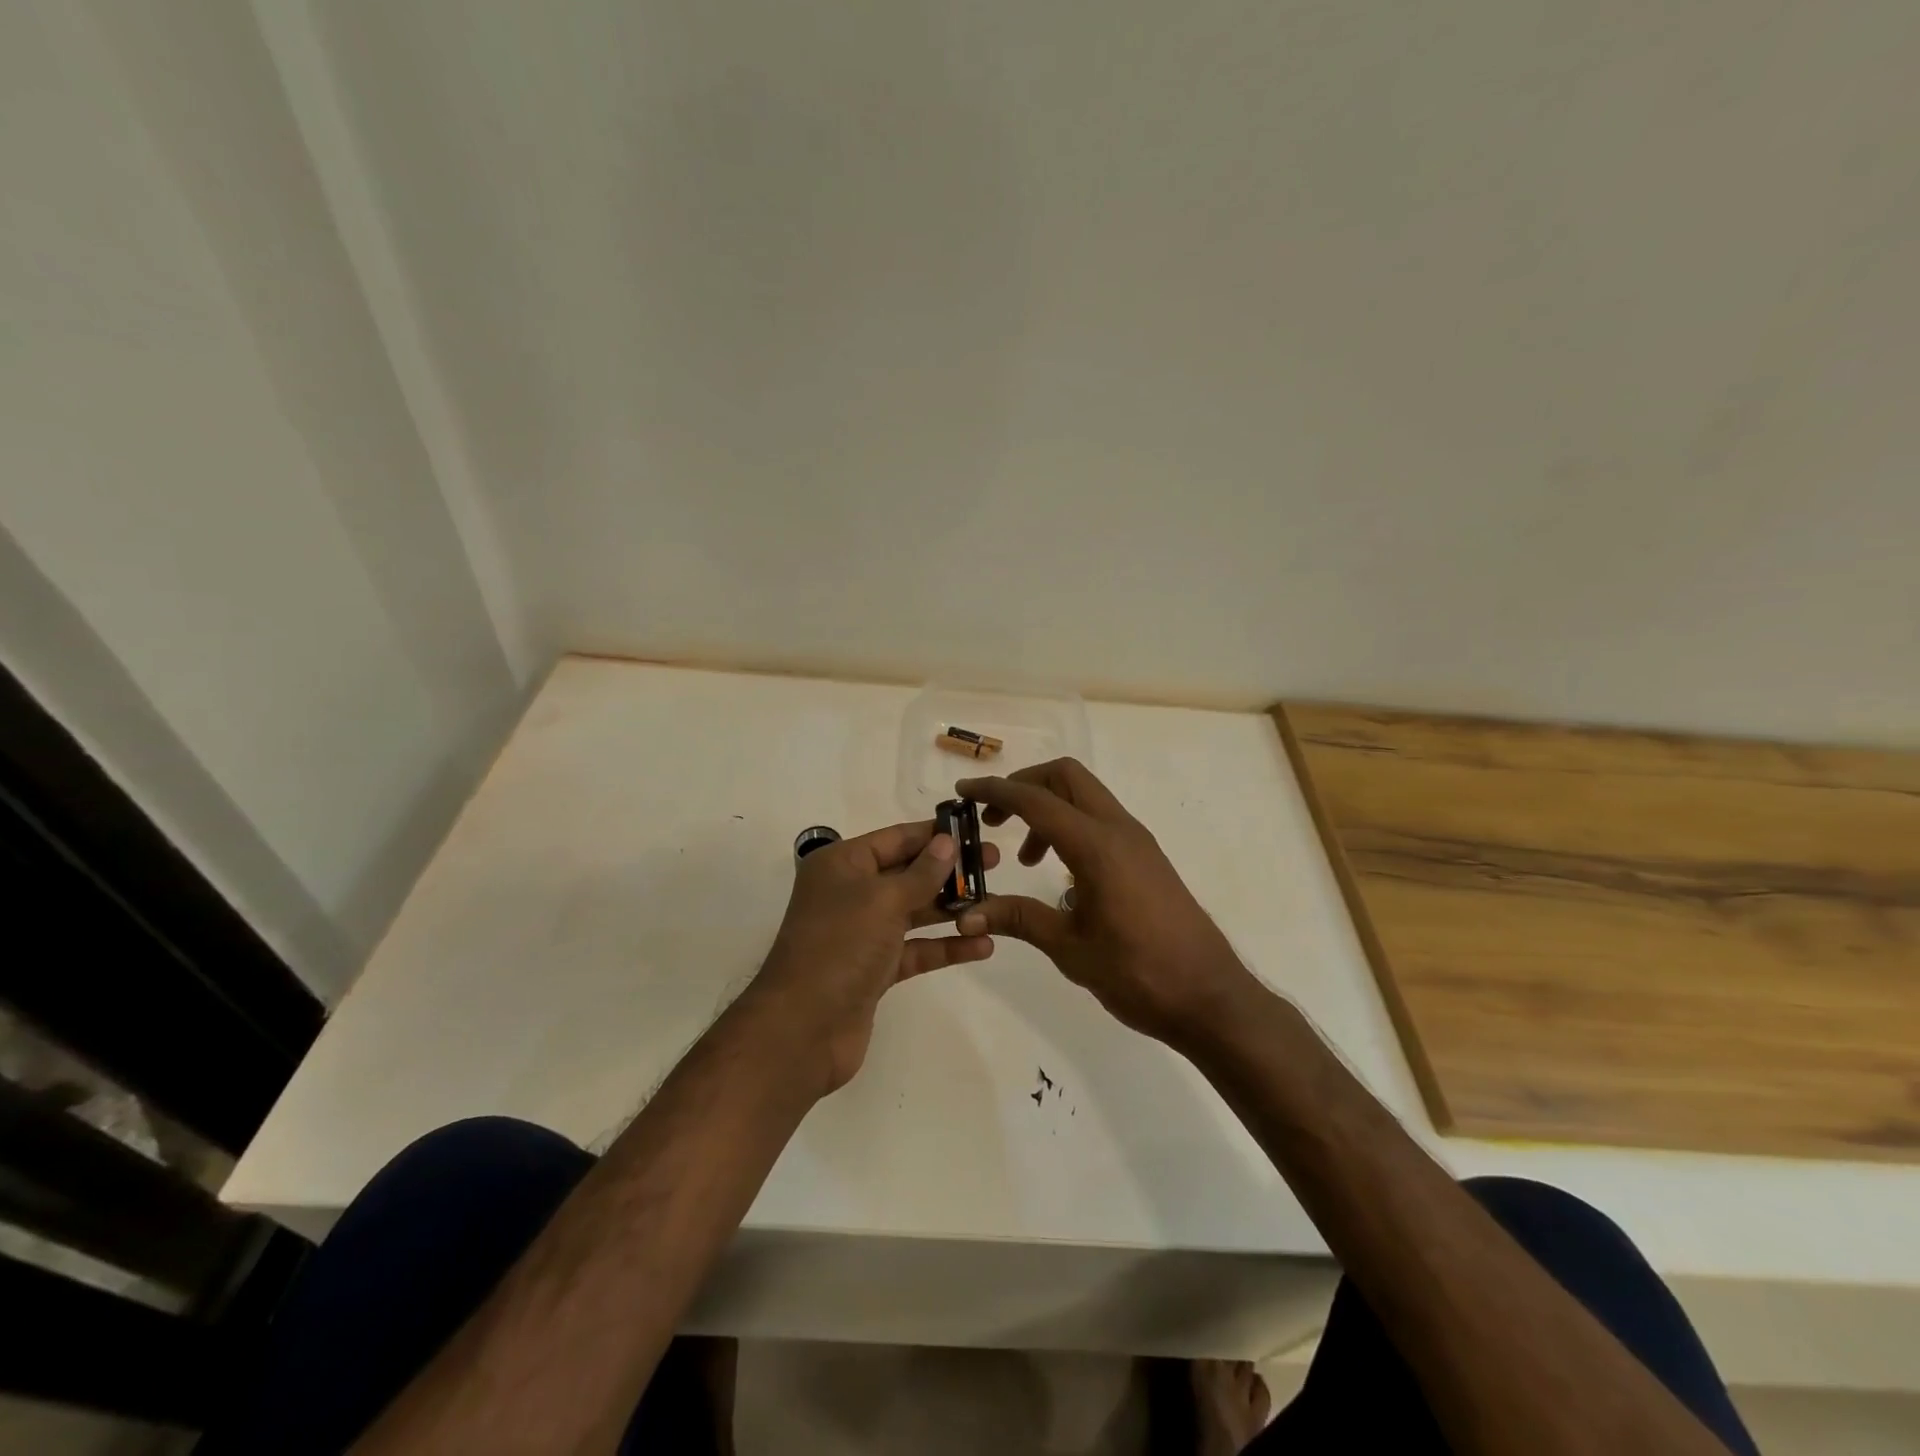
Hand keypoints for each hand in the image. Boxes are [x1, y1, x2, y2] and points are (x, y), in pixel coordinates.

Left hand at [751, 821, 999, 1094]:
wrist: (802, 1029)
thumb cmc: (840, 947)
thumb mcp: (883, 900)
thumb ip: (921, 873)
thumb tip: (947, 842)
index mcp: (842, 864)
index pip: (896, 838)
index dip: (935, 834)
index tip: (976, 831)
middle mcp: (850, 893)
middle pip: (908, 873)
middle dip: (950, 871)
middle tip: (996, 865)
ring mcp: (862, 933)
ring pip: (914, 912)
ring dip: (952, 909)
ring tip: (996, 904)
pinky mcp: (874, 969)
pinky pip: (915, 949)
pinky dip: (945, 947)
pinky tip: (982, 945)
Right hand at [954, 759, 1253, 1046]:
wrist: (1210, 997)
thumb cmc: (1138, 973)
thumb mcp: (1070, 949)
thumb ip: (1019, 919)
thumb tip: (966, 915)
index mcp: (1096, 846)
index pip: (1036, 800)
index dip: (995, 790)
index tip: (964, 791)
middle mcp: (1119, 830)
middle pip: (1066, 776)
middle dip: (1024, 785)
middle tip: (994, 818)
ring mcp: (1137, 840)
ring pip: (1085, 796)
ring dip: (1048, 809)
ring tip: (1025, 859)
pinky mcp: (1146, 856)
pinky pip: (1100, 820)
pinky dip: (1071, 826)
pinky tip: (1060, 874)